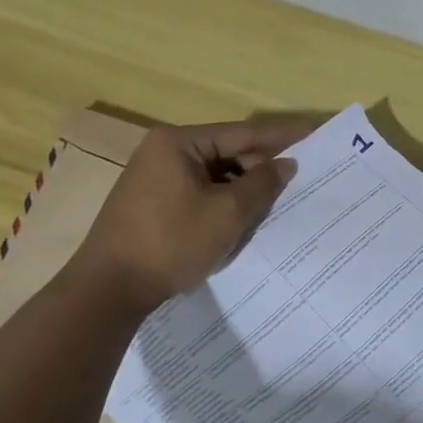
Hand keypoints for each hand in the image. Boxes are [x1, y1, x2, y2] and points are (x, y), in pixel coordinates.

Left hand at [73, 116, 318, 310]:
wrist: (108, 290)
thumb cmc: (171, 242)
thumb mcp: (227, 213)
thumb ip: (262, 183)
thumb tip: (286, 164)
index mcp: (179, 142)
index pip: (242, 133)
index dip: (281, 135)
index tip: (314, 132)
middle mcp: (163, 151)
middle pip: (227, 152)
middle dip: (261, 166)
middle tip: (298, 178)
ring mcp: (154, 177)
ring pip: (214, 174)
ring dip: (243, 187)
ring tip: (275, 201)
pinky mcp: (152, 202)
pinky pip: (199, 191)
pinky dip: (222, 201)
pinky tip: (242, 217)